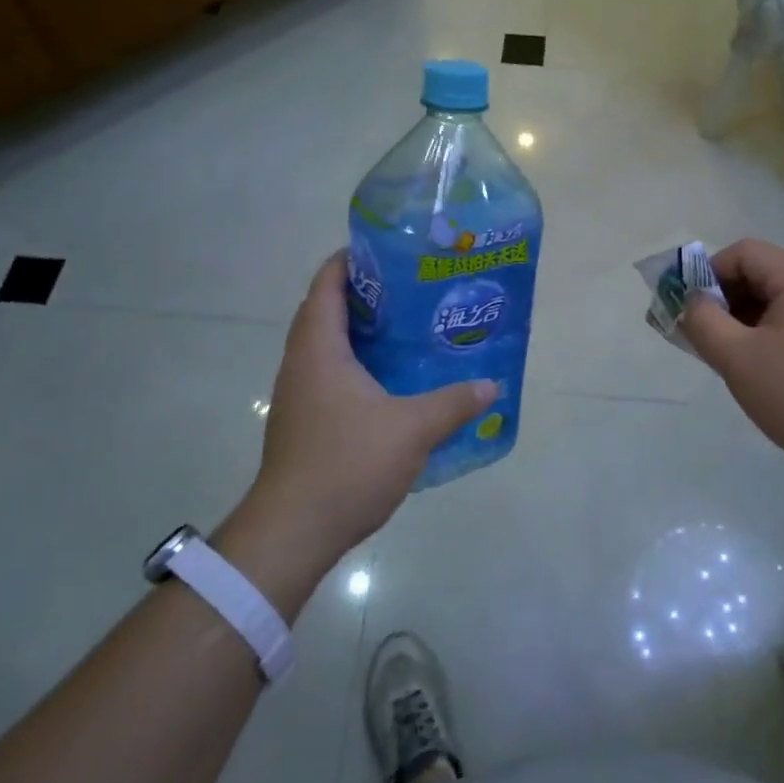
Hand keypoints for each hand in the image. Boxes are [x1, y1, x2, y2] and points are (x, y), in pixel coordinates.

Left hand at [217, 253, 495, 612]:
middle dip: (366, 295)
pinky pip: (330, 375)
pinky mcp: (303, 422)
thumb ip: (453, 403)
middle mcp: (301, 363)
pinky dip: (357, 365)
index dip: (352, 260)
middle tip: (412, 290)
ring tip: (408, 330)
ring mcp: (299, 394)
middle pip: (326, 311)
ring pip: (328, 346)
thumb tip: (490, 386)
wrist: (294, 530)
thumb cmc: (347, 463)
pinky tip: (392, 382)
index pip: (327, 284)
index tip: (390, 251)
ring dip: (361, 333)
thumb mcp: (412, 429)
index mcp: (319, 348)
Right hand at [680, 239, 783, 484]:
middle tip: (704, 337)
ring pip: (774, 301)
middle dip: (723, 299)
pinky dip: (765, 335)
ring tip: (728, 358)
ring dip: (742, 320)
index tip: (693, 312)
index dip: (709, 274)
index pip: (744, 253)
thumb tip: (691, 301)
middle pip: (759, 274)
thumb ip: (702, 321)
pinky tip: (758, 370)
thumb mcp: (736, 357)